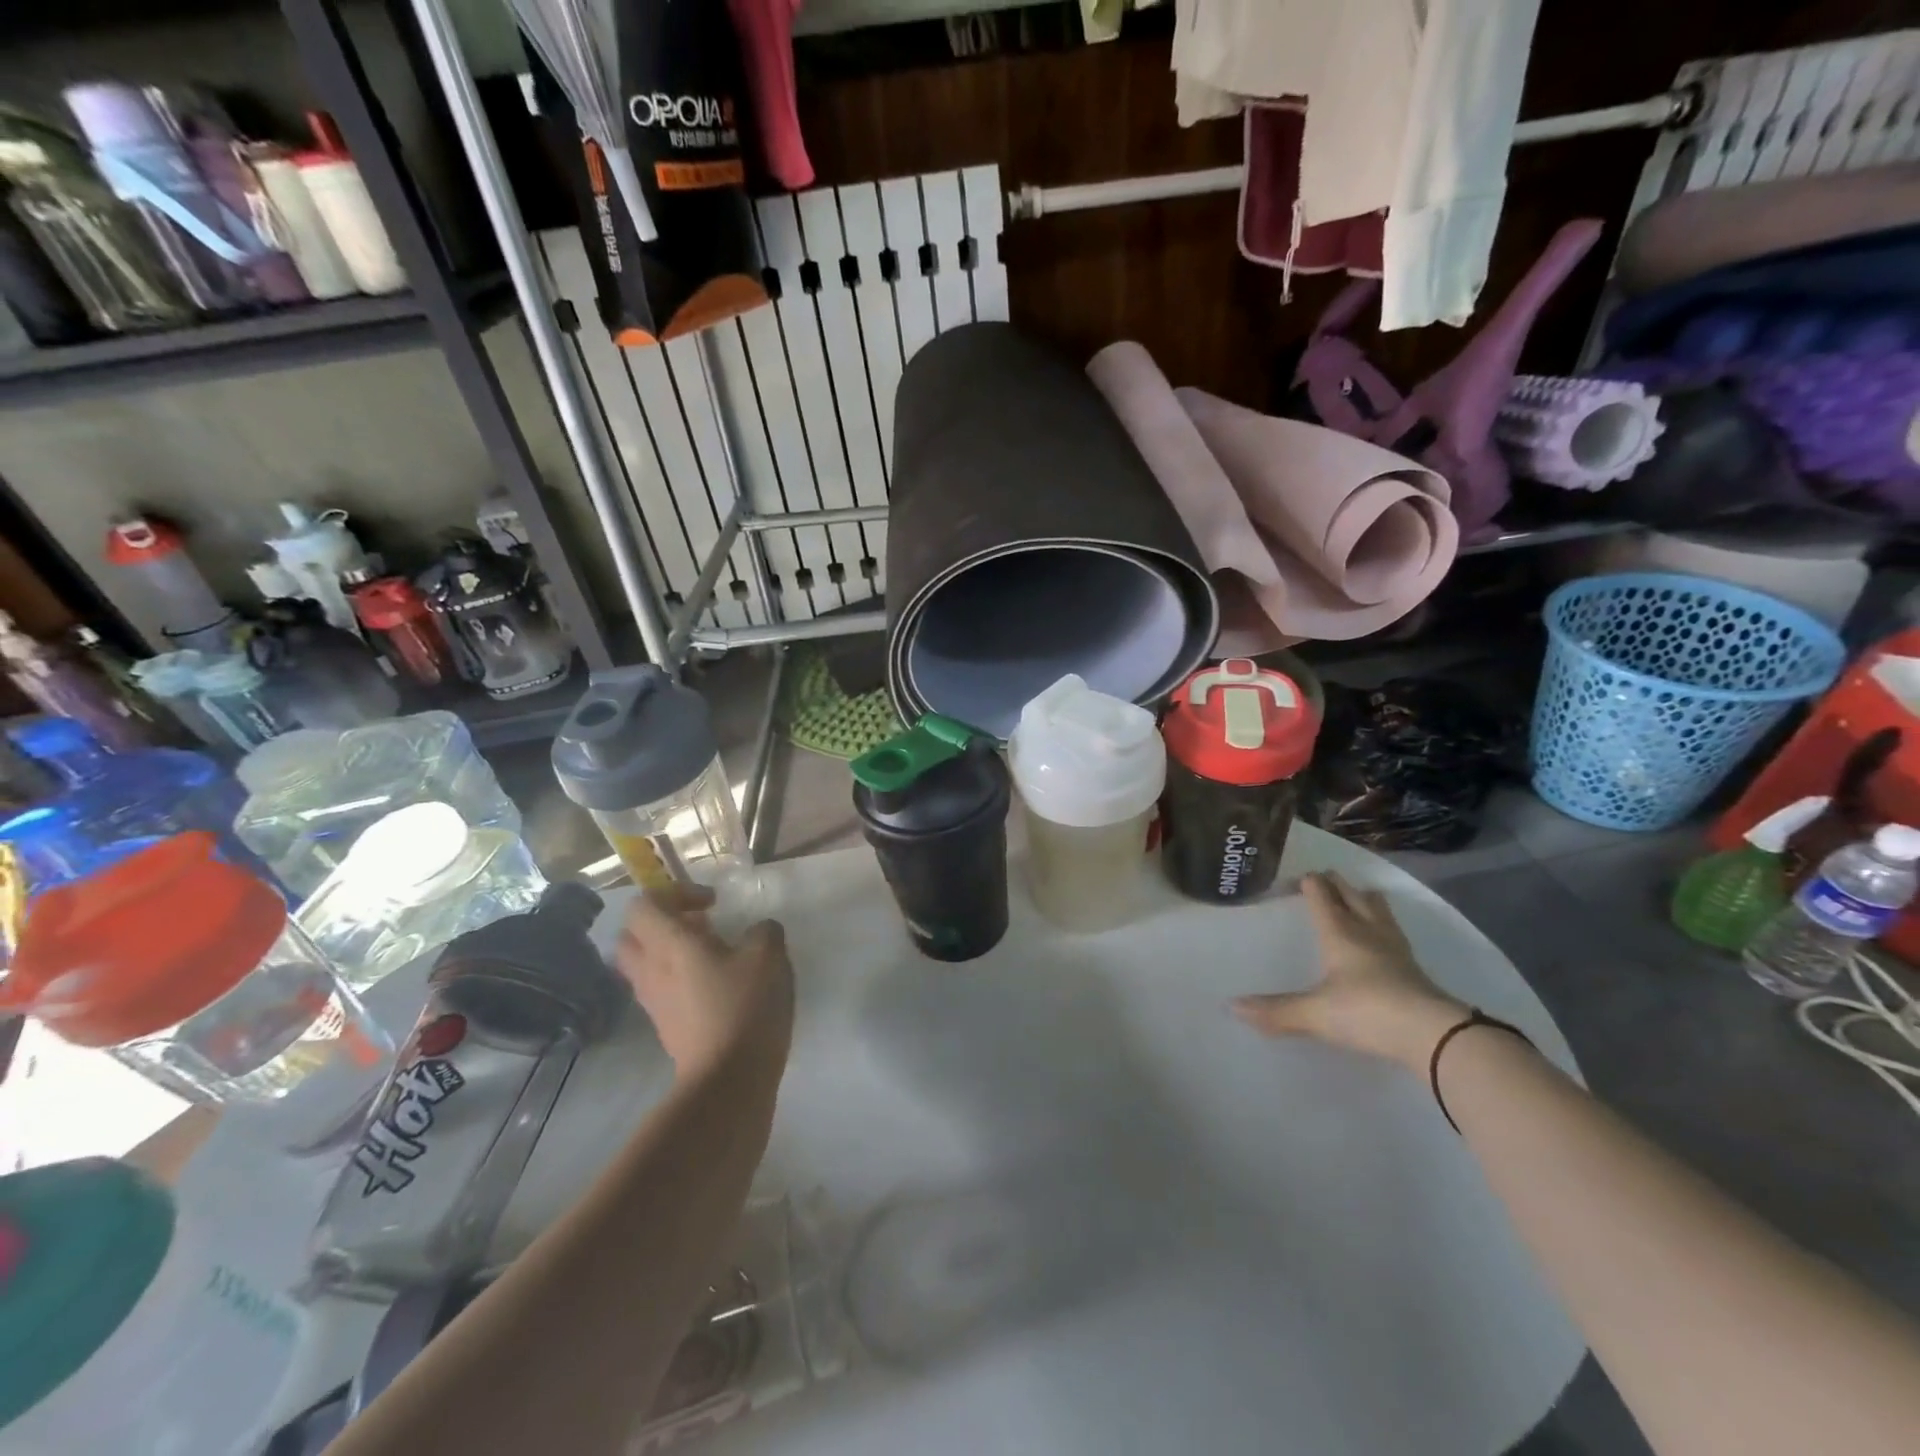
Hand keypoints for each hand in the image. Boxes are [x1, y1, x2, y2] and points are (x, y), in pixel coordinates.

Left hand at [615, 883, 793, 1079]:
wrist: (728, 1080)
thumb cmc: (745, 1007)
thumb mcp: (769, 955)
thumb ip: (763, 931)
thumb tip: (758, 931)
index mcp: (670, 944)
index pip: (643, 905)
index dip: (673, 893)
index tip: (711, 903)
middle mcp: (651, 970)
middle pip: (632, 935)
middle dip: (661, 922)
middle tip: (700, 924)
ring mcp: (654, 1002)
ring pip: (644, 964)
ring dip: (670, 952)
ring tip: (715, 955)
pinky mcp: (666, 1026)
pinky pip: (660, 989)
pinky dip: (679, 978)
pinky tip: (718, 985)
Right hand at [1233, 872, 1464, 1070]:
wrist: (1434, 1035)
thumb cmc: (1366, 1011)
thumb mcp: (1314, 1014)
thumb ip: (1275, 1010)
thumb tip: (1232, 1007)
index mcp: (1339, 932)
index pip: (1321, 894)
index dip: (1308, 882)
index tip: (1294, 879)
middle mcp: (1367, 930)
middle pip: (1352, 894)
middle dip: (1336, 883)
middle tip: (1322, 879)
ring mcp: (1394, 947)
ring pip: (1378, 908)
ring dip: (1364, 898)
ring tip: (1355, 896)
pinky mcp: (1414, 966)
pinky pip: (1393, 930)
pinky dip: (1382, 923)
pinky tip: (1381, 935)